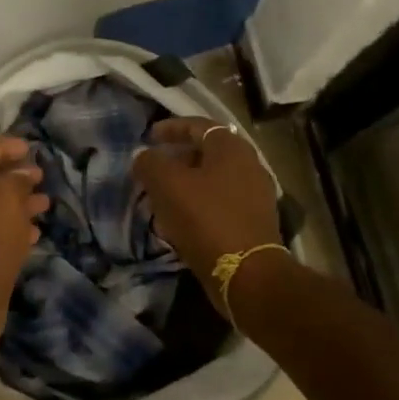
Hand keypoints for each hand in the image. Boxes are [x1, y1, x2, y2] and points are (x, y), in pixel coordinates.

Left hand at [0, 136, 48, 346]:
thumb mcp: (4, 198)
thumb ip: (15, 179)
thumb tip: (23, 174)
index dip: (2, 146)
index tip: (29, 148)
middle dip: (13, 176)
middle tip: (40, 176)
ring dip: (18, 203)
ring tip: (45, 204)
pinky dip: (14, 228)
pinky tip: (35, 232)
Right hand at [134, 119, 281, 312]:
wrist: (247, 273)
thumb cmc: (205, 218)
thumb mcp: (166, 185)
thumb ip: (150, 163)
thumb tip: (143, 156)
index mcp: (231, 148)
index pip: (198, 126)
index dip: (171, 128)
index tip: (149, 137)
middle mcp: (249, 165)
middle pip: (207, 153)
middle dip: (177, 159)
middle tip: (153, 169)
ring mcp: (255, 195)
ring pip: (213, 180)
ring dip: (186, 185)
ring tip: (161, 197)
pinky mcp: (254, 222)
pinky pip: (220, 204)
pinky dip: (198, 205)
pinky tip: (179, 221)